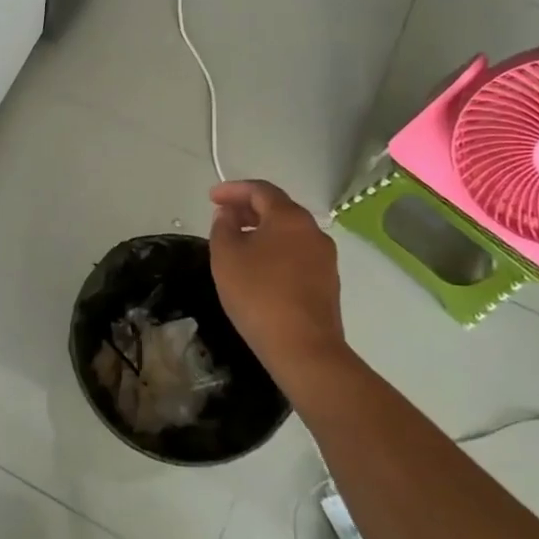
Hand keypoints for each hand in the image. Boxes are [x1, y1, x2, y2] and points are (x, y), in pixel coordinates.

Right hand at [208, 179, 348, 380]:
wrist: (303, 348)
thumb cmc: (258, 294)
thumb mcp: (226, 256)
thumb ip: (223, 227)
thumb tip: (229, 215)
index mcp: (290, 218)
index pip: (261, 190)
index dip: (233, 190)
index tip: (211, 197)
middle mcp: (313, 231)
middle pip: (278, 209)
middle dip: (248, 209)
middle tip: (222, 217)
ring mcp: (325, 258)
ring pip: (288, 233)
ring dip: (261, 231)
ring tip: (236, 243)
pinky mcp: (327, 283)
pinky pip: (296, 254)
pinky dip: (275, 251)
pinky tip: (258, 269)